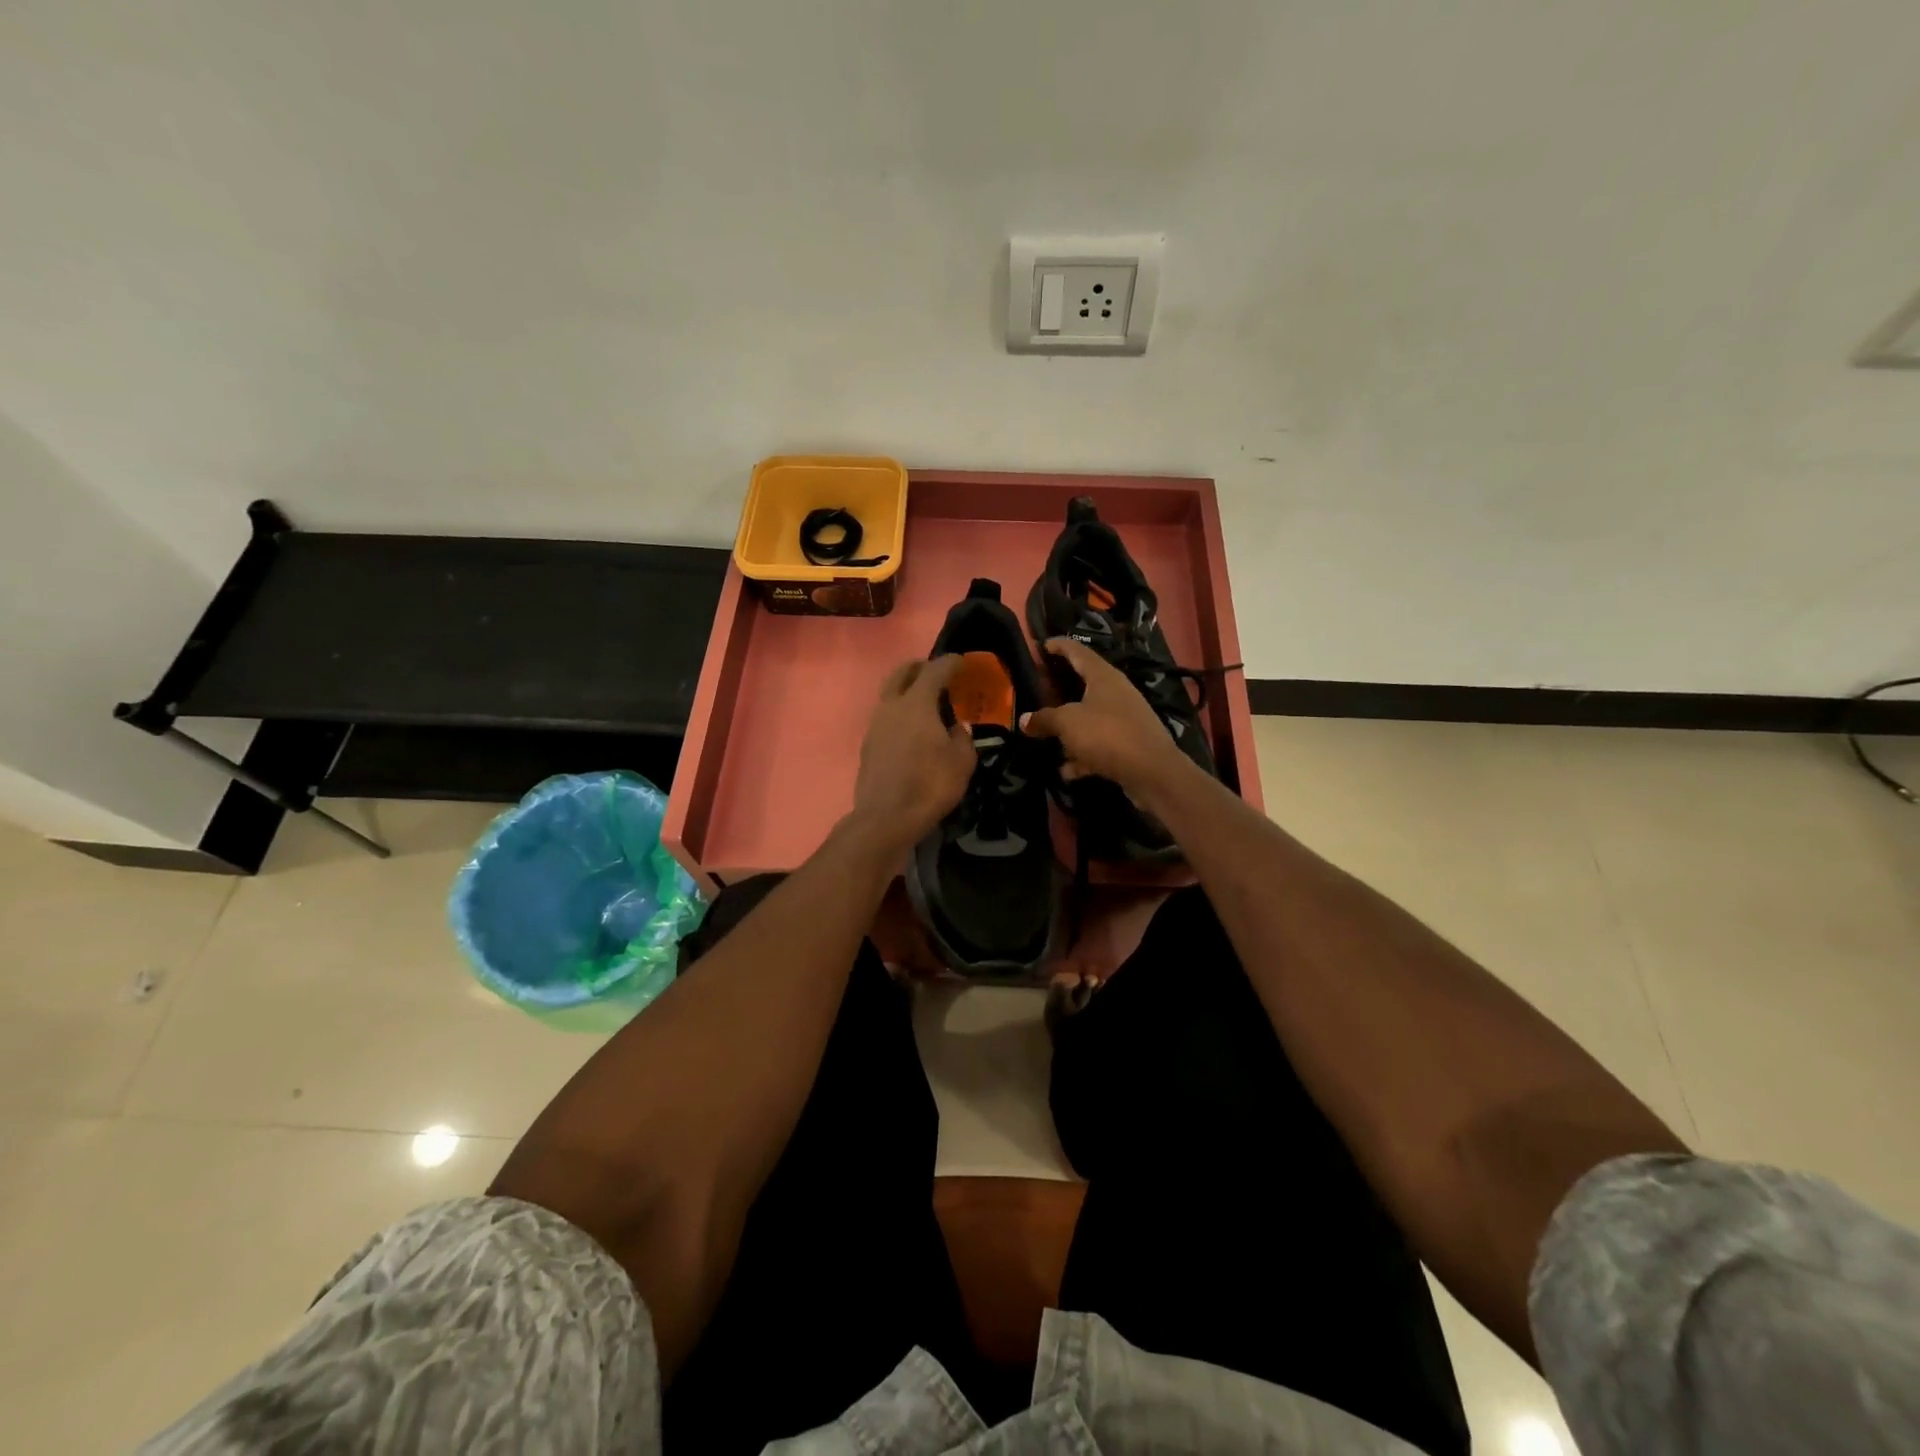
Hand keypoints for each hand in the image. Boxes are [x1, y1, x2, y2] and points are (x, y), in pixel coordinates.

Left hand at [850, 656, 976, 854]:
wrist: (886, 817)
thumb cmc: (930, 784)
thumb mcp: (962, 761)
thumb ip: (962, 737)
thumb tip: (957, 728)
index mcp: (916, 702)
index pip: (935, 670)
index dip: (951, 662)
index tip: (962, 661)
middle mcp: (891, 706)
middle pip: (902, 673)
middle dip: (920, 667)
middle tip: (936, 672)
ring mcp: (875, 725)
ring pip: (890, 694)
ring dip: (907, 690)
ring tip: (925, 701)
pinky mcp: (868, 745)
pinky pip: (886, 717)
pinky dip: (899, 713)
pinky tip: (912, 729)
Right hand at [1021, 637, 1188, 794]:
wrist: (1152, 772)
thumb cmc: (1107, 734)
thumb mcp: (1068, 723)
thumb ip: (1044, 719)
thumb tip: (1024, 719)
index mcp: (1103, 677)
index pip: (1078, 651)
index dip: (1059, 646)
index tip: (1042, 644)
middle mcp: (1116, 693)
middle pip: (1084, 684)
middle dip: (1060, 688)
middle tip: (1038, 689)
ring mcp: (1124, 719)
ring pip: (1090, 717)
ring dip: (1069, 727)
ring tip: (1045, 734)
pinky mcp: (1127, 744)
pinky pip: (1098, 745)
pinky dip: (1082, 755)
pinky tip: (1066, 770)